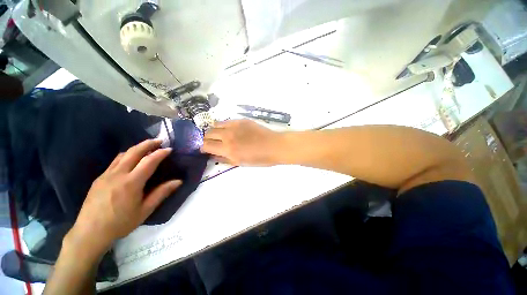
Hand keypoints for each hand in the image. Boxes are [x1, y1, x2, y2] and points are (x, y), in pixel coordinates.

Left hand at [65, 139, 181, 256]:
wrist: (90, 232)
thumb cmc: (120, 223)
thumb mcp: (145, 210)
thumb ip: (162, 193)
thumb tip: (178, 181)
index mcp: (131, 182)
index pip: (149, 161)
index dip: (160, 153)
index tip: (169, 149)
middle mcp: (118, 174)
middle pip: (134, 152)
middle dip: (148, 144)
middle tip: (159, 140)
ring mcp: (106, 175)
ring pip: (123, 154)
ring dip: (137, 148)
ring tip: (147, 147)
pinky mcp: (99, 178)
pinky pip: (115, 161)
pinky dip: (126, 155)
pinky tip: (131, 160)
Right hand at [202, 119, 283, 165]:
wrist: (274, 146)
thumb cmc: (260, 158)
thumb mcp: (241, 163)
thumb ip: (224, 159)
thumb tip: (213, 156)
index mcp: (228, 149)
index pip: (206, 146)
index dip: (203, 148)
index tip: (205, 149)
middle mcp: (228, 136)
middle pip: (208, 134)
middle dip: (207, 139)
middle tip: (213, 143)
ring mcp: (234, 126)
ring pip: (215, 125)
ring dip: (214, 131)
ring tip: (219, 135)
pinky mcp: (241, 120)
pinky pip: (226, 121)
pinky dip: (223, 125)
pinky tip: (229, 129)